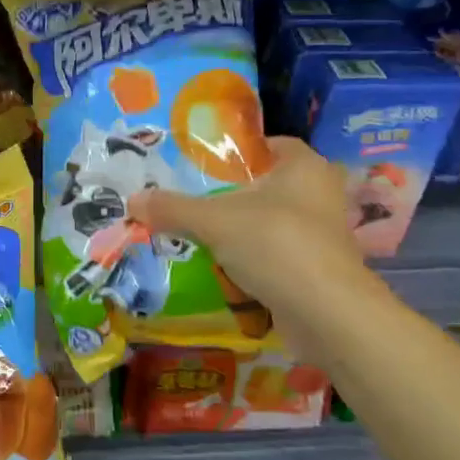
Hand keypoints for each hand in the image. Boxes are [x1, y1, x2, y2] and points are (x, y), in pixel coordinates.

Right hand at [130, 136, 380, 361]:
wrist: (327, 314)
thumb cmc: (276, 245)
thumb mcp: (214, 221)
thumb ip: (173, 208)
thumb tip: (132, 201)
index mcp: (305, 166)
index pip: (269, 144)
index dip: (238, 152)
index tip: (203, 166)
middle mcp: (320, 193)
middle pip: (267, 186)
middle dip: (233, 195)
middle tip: (193, 202)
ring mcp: (322, 234)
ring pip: (271, 223)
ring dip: (242, 231)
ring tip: (201, 236)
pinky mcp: (318, 269)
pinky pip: (277, 255)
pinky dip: (254, 260)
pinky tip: (224, 270)